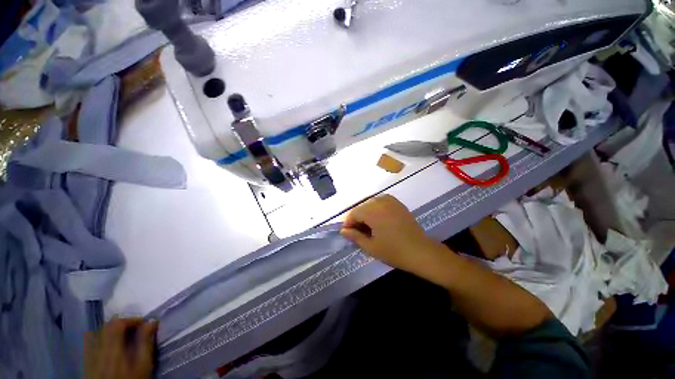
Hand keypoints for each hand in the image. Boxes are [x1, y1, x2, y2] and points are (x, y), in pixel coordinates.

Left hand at [84, 317, 157, 378]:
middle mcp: (99, 349)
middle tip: (135, 328)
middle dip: (122, 324)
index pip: (118, 323)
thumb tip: (151, 322)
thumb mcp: (143, 365)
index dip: (131, 319)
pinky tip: (112, 346)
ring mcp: (91, 356)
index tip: (144, 323)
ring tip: (125, 336)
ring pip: (99, 334)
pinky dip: (104, 339)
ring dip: (113, 331)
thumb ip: (145, 343)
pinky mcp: (89, 362)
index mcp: (113, 349)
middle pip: (107, 327)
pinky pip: (93, 343)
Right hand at [341, 195, 441, 270]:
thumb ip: (355, 237)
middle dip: (357, 218)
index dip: (348, 223)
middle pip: (362, 207)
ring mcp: (391, 201)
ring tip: (367, 226)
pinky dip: (376, 208)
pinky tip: (378, 218)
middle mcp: (381, 202)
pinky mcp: (398, 203)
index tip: (347, 232)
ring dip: (366, 212)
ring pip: (370, 203)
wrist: (421, 251)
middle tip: (357, 231)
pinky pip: (381, 201)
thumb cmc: (394, 252)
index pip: (354, 213)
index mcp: (373, 212)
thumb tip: (343, 231)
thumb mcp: (371, 247)